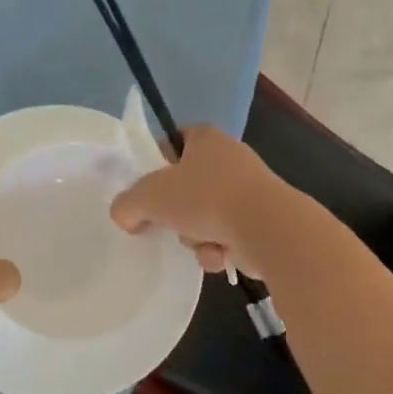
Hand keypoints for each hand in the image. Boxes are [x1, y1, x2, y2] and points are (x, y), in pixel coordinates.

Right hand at [109, 125, 296, 279]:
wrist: (267, 228)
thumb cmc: (206, 198)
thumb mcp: (149, 197)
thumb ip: (126, 204)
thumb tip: (125, 217)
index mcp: (206, 138)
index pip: (173, 141)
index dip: (155, 164)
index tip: (145, 190)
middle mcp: (230, 158)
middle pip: (187, 186)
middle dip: (175, 212)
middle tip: (165, 224)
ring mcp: (249, 189)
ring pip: (204, 215)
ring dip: (195, 236)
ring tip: (200, 243)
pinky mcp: (262, 220)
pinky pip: (226, 235)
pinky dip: (217, 248)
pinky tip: (219, 256)